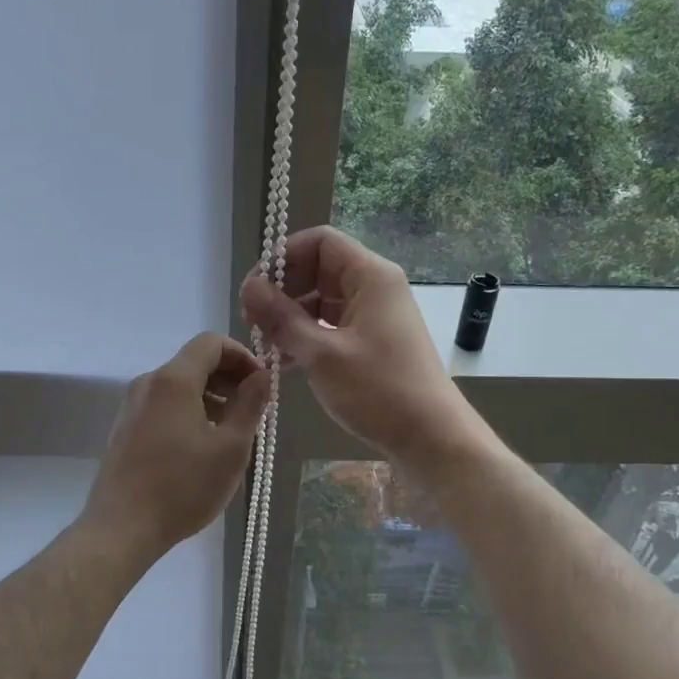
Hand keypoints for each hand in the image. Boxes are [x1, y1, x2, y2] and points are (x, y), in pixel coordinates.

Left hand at [81, 332, 270, 560]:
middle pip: (194, 363)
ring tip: (231, 434)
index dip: (242, 356)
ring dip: (211, 399)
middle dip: (229, 379)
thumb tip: (262, 376)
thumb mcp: (231, 447)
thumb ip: (250, 404)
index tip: (261, 384)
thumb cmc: (183, 486)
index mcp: (173, 380)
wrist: (122, 527)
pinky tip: (201, 448)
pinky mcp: (125, 430)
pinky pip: (164, 406)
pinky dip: (189, 413)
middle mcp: (148, 383)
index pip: (211, 343)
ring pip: (179, 387)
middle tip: (253, 411)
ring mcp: (132, 407)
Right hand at [241, 226, 477, 465]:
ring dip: (290, 318)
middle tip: (252, 322)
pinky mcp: (372, 342)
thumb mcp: (321, 354)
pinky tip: (283, 362)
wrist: (430, 437)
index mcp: (370, 276)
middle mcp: (374, 288)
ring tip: (264, 346)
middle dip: (282, 291)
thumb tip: (249, 287)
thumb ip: (281, 318)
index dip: (282, 258)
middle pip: (318, 270)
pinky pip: (331, 326)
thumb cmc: (378, 390)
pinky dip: (306, 337)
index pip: (319, 242)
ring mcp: (374, 316)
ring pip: (322, 301)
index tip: (253, 289)